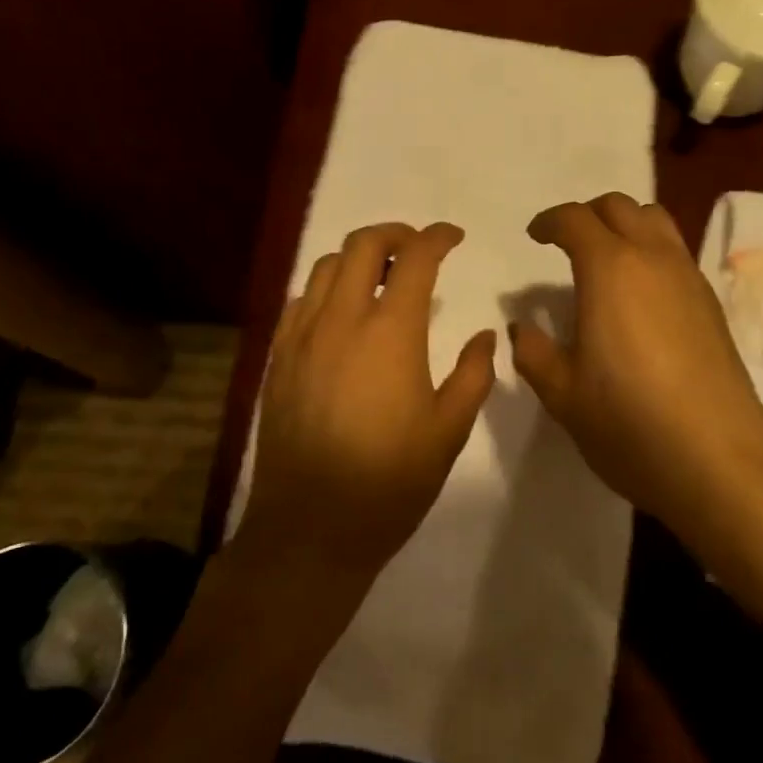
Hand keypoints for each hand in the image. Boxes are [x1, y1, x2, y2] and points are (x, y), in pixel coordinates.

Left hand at [243, 222, 497, 588]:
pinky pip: (299, 301)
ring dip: (357, 258)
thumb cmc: (391, 481)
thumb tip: (486, 336)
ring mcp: (301, 337)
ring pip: (324, 266)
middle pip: (362, 245)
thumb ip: (473, 374)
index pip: (415, 258)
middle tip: (417, 249)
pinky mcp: (276, 359)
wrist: (311, 529)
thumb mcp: (449, 430)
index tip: (454, 237)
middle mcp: (341, 320)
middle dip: (395, 233)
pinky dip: (325, 289)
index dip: (438, 238)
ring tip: (380, 278)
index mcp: (390, 332)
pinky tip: (340, 316)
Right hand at [509, 194, 762, 541]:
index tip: (535, 237)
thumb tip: (524, 327)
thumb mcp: (563, 394)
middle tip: (566, 243)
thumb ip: (535, 352)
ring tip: (604, 262)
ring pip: (656, 223)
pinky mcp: (712, 305)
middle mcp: (654, 259)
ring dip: (625, 226)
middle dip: (588, 215)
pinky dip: (651, 253)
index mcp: (610, 269)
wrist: (719, 461)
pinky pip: (677, 254)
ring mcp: (690, 279)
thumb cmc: (629, 423)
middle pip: (620, 207)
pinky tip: (640, 297)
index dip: (550, 221)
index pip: (576, 219)